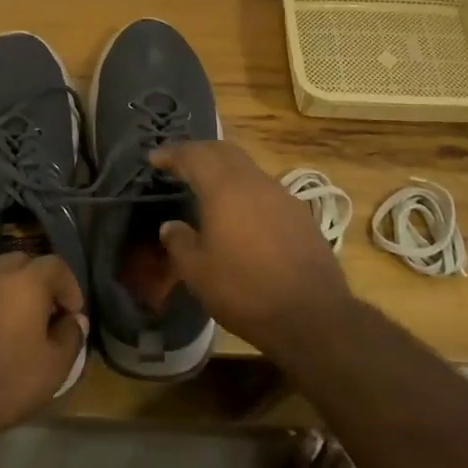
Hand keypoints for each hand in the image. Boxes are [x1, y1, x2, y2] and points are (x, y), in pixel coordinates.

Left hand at [0, 253, 87, 445]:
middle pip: (20, 263)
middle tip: (41, 314)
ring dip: (3, 291)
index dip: (69, 287)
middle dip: (35, 283)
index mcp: (24, 282)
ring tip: (6, 323)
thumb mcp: (52, 369)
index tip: (71, 314)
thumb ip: (70, 338)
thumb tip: (74, 320)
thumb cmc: (1, 384)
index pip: (56, 266)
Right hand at [152, 141, 352, 351]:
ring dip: (224, 170)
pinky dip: (244, 190)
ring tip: (207, 187)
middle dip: (199, 152)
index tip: (154, 158)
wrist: (312, 315)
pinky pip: (265, 190)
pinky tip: (239, 213)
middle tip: (179, 163)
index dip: (172, 153)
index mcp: (225, 188)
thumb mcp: (198, 272)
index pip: (194, 156)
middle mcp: (255, 182)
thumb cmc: (245, 290)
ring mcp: (283, 196)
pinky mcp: (300, 215)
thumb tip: (171, 226)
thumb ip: (179, 242)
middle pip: (224, 151)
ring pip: (247, 169)